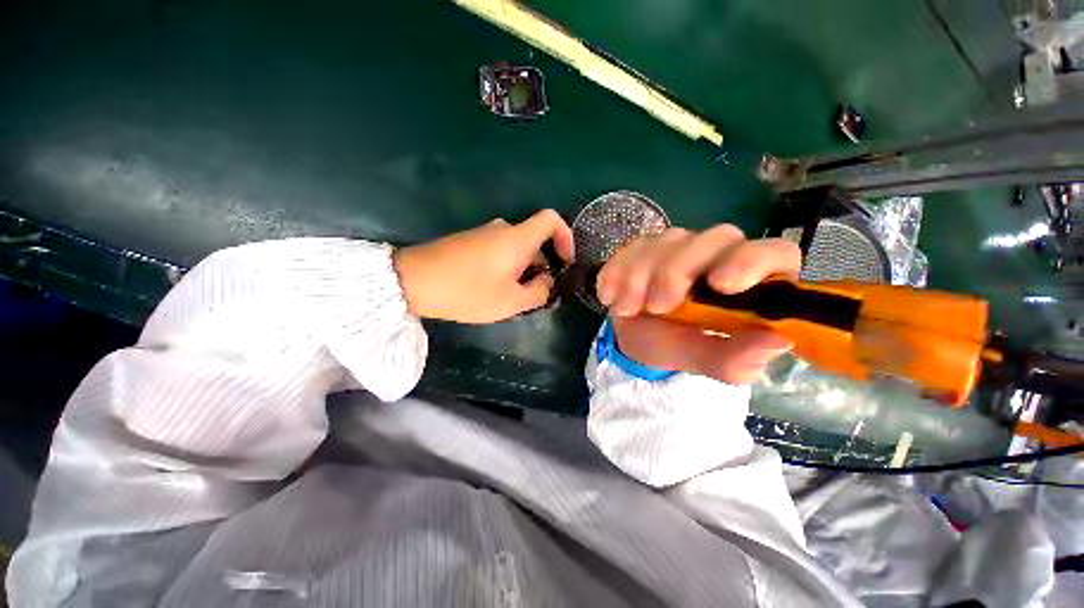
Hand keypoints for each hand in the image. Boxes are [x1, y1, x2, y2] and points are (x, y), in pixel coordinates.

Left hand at [394, 209, 573, 323]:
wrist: (413, 280)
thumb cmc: (468, 291)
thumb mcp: (511, 301)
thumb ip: (538, 292)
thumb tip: (546, 281)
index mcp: (518, 238)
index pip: (551, 219)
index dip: (565, 236)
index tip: (565, 261)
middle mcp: (503, 229)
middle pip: (534, 240)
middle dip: (542, 266)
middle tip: (535, 294)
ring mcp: (483, 234)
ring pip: (516, 249)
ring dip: (523, 270)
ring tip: (512, 298)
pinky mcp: (469, 242)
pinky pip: (498, 251)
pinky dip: (506, 267)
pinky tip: (492, 290)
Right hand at [597, 225, 801, 384]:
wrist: (635, 336)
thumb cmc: (675, 347)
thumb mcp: (701, 361)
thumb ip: (733, 358)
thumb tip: (776, 342)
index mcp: (751, 283)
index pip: (775, 253)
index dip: (751, 261)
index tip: (721, 285)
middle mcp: (719, 255)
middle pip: (716, 238)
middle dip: (678, 272)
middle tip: (657, 307)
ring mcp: (680, 246)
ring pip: (667, 241)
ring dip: (641, 277)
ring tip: (626, 309)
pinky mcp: (645, 246)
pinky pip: (631, 248)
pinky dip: (617, 272)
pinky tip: (610, 297)